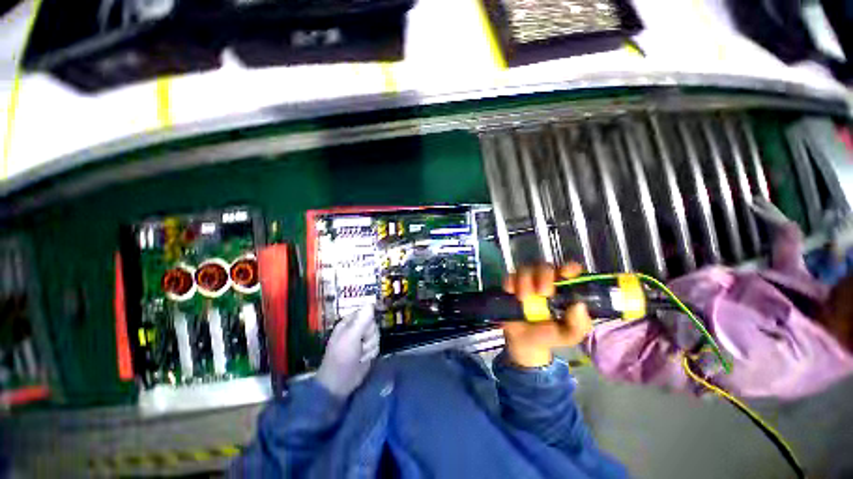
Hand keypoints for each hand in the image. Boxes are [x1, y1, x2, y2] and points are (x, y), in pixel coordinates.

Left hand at [315, 307, 379, 397]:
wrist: (339, 383)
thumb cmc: (341, 358)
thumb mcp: (351, 337)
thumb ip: (362, 321)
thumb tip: (371, 303)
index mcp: (349, 323)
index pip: (366, 313)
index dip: (368, 322)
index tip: (365, 330)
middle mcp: (356, 329)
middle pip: (373, 324)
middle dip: (370, 336)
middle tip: (361, 344)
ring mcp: (362, 340)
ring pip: (377, 335)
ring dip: (371, 346)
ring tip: (361, 354)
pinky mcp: (367, 350)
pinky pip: (377, 345)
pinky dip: (372, 353)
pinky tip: (364, 359)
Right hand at [501, 263, 592, 367]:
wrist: (525, 343)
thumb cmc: (551, 335)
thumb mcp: (570, 335)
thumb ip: (578, 324)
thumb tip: (578, 305)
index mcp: (564, 289)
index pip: (570, 270)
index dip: (569, 268)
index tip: (566, 274)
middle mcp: (546, 281)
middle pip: (545, 267)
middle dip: (544, 276)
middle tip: (543, 292)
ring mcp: (527, 282)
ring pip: (526, 269)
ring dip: (525, 281)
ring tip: (523, 298)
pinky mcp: (512, 285)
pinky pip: (509, 277)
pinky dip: (510, 282)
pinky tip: (511, 292)